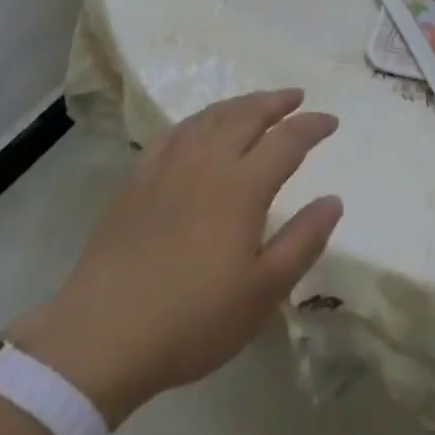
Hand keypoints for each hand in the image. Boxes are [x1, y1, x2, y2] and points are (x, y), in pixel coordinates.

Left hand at [11, 89, 341, 422]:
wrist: (101, 337)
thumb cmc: (192, 319)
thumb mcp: (263, 292)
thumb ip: (303, 241)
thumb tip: (333, 200)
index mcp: (243, 185)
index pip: (288, 140)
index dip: (312, 126)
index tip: (331, 121)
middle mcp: (209, 162)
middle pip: (247, 115)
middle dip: (276, 101)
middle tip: (296, 96)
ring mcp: (169, 167)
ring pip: (210, 117)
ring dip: (239, 104)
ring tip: (255, 103)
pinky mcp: (138, 180)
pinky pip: (174, 133)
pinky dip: (197, 120)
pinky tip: (199, 127)